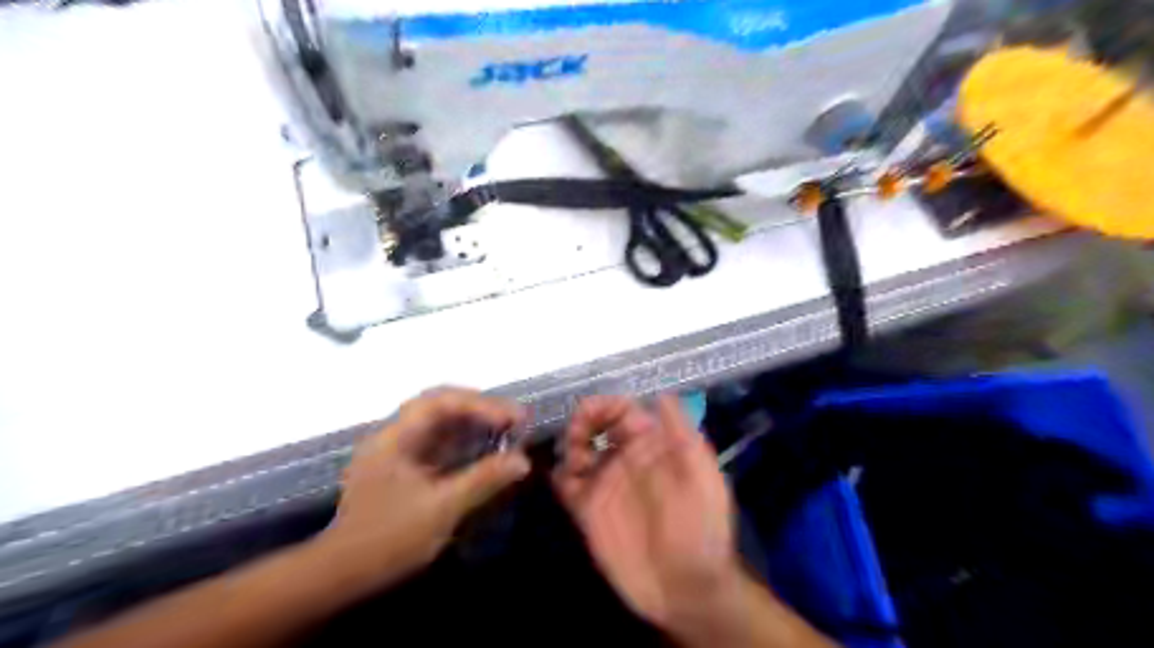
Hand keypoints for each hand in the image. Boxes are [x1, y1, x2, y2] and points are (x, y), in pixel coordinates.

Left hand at [316, 389, 529, 591]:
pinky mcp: (402, 471)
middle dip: (480, 409)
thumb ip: (483, 479)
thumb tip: (523, 460)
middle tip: (514, 420)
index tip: (513, 418)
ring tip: (507, 432)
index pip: (441, 401)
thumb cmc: (388, 539)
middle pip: (441, 407)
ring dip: (473, 425)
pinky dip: (464, 444)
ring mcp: (396, 453)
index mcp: (396, 437)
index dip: (481, 404)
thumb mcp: (442, 508)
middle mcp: (394, 436)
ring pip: (440, 425)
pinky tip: (484, 452)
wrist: (339, 578)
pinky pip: (438, 445)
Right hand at [556, 395, 738, 632]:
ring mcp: (605, 485)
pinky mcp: (589, 512)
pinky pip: (566, 485)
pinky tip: (565, 480)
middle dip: (582, 420)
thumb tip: (662, 394)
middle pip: (595, 426)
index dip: (607, 405)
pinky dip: (558, 475)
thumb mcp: (703, 478)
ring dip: (569, 446)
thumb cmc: (702, 529)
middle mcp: (626, 460)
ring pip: (577, 451)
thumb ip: (683, 435)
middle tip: (577, 434)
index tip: (591, 411)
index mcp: (653, 446)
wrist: (687, 589)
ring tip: (577, 462)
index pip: (624, 411)